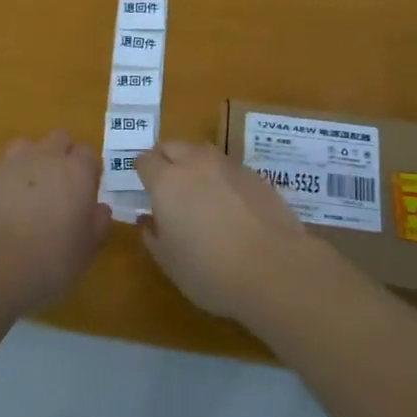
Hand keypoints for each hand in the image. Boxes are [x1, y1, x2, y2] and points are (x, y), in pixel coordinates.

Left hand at [0, 131, 111, 315]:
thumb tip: (100, 209)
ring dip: (28, 163)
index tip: (84, 193)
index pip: (88, 154)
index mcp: (76, 172)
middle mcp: (45, 157)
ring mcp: (11, 161)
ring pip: (24, 147)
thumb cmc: (48, 261)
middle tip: (56, 189)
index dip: (87, 172)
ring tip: (23, 194)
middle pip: (58, 139)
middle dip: (60, 156)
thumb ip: (97, 224)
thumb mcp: (85, 251)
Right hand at [135, 141, 312, 319]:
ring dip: (195, 165)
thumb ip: (153, 236)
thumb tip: (148, 220)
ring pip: (202, 152)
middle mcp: (195, 163)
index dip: (142, 171)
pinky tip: (231, 205)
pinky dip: (222, 178)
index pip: (145, 160)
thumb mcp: (169, 262)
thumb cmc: (210, 271)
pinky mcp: (255, 175)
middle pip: (172, 146)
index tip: (144, 187)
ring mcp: (228, 165)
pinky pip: (229, 168)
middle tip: (168, 187)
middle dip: (166, 159)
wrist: (274, 268)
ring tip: (200, 193)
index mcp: (166, 181)